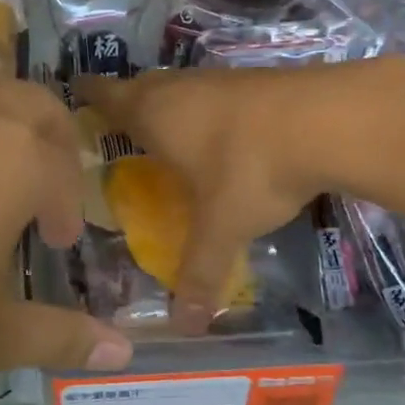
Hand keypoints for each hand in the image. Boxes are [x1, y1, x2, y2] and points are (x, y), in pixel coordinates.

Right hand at [81, 65, 352, 332]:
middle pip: (140, 86)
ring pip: (180, 86)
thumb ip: (199, 273)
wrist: (328, 120)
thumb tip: (181, 326)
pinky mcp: (256, 79)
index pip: (106, 95)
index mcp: (154, 114)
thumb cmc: (251, 169)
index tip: (76, 97)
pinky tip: (221, 132)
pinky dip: (206, 108)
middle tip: (118, 127)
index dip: (89, 96)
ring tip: (167, 133)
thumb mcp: (222, 227)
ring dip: (169, 104)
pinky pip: (214, 92)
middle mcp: (180, 88)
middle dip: (126, 102)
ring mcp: (220, 79)